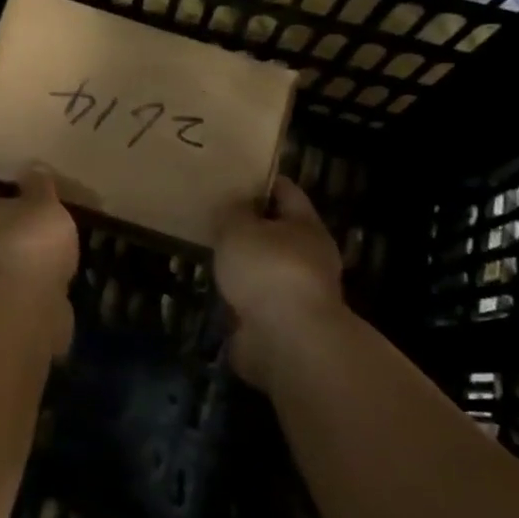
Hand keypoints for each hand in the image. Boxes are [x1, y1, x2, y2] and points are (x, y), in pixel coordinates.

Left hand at [0, 170, 79, 295]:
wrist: (22, 312)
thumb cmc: (28, 244)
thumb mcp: (44, 205)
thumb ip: (39, 187)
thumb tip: (32, 167)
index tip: (8, 189)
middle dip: (0, 227)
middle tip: (30, 219)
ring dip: (11, 257)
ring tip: (42, 251)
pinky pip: (8, 287)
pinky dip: (22, 283)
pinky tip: (45, 280)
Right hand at [214, 179, 355, 390]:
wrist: (287, 341)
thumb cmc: (268, 270)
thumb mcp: (239, 228)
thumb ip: (233, 211)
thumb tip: (234, 204)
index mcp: (306, 226)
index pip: (286, 191)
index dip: (261, 182)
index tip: (233, 176)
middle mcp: (309, 257)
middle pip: (277, 231)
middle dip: (249, 225)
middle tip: (214, 215)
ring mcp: (297, 293)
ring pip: (265, 268)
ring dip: (243, 264)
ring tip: (209, 252)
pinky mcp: (281, 323)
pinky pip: (255, 299)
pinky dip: (238, 294)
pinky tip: (214, 288)